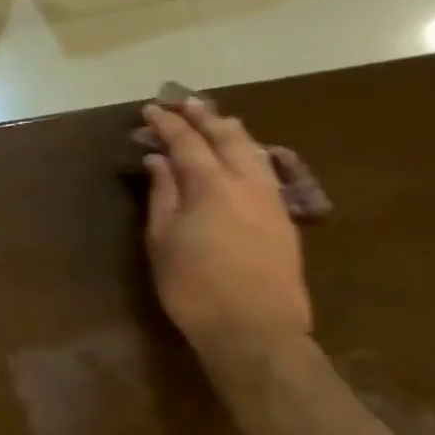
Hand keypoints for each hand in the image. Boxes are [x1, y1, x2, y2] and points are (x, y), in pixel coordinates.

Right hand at [142, 98, 312, 353]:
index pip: (185, 140)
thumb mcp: (163, 240)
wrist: (256, 332)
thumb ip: (162, 193)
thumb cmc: (195, 287)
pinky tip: (246, 156)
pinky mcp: (284, 220)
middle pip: (226, 136)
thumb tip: (159, 160)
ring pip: (253, 150)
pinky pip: (267, 170)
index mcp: (210, 184)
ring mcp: (271, 200)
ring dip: (231, 130)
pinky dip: (251, 153)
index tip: (150, 110)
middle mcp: (245, 182)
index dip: (166, 122)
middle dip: (203, 116)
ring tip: (218, 119)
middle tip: (185, 102)